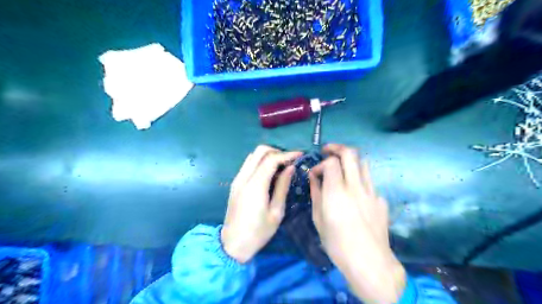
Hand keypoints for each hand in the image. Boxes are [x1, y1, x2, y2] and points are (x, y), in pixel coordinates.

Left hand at [221, 145, 304, 263]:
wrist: (233, 244)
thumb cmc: (258, 232)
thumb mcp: (276, 212)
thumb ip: (282, 187)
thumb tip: (290, 168)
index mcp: (255, 185)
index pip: (271, 159)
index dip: (287, 154)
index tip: (299, 155)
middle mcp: (244, 177)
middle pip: (259, 151)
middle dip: (277, 151)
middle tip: (289, 160)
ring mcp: (237, 179)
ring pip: (253, 156)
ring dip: (268, 155)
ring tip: (281, 165)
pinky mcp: (235, 183)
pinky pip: (248, 164)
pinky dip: (260, 162)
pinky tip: (269, 173)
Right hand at [309, 145, 405, 303]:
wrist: (369, 262)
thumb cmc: (337, 243)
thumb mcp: (319, 219)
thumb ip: (316, 193)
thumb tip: (313, 177)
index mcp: (337, 192)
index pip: (331, 162)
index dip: (321, 163)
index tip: (315, 174)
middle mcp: (356, 187)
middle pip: (351, 153)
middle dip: (337, 148)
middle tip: (327, 151)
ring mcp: (372, 192)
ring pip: (363, 163)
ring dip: (350, 160)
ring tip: (341, 167)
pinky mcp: (380, 200)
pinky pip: (369, 182)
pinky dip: (359, 180)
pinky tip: (354, 194)